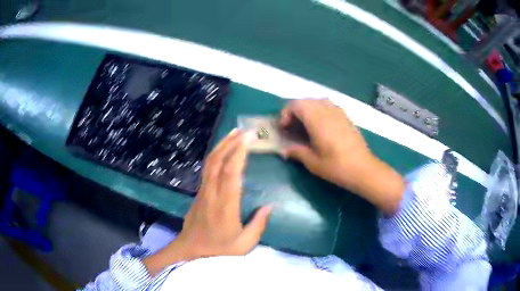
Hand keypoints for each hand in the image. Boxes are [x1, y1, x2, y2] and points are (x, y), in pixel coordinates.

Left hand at [144, 129, 271, 275]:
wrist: (190, 249)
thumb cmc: (218, 249)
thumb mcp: (244, 244)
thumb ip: (258, 225)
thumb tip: (270, 206)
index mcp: (225, 205)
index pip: (231, 172)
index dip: (239, 152)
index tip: (249, 138)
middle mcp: (212, 193)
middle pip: (218, 161)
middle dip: (231, 142)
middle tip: (244, 130)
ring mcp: (203, 191)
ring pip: (210, 162)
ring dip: (221, 145)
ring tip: (234, 133)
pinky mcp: (199, 192)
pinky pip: (207, 168)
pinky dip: (216, 155)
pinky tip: (223, 150)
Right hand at [279, 99, 403, 213]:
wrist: (363, 169)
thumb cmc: (337, 167)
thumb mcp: (313, 163)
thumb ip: (297, 152)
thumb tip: (285, 150)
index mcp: (317, 120)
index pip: (296, 105)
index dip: (285, 114)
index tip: (283, 128)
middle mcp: (327, 110)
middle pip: (305, 101)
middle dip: (294, 111)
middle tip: (291, 127)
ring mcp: (338, 112)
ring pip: (317, 101)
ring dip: (307, 109)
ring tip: (304, 125)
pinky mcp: (346, 116)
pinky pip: (328, 106)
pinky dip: (319, 110)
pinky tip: (320, 126)